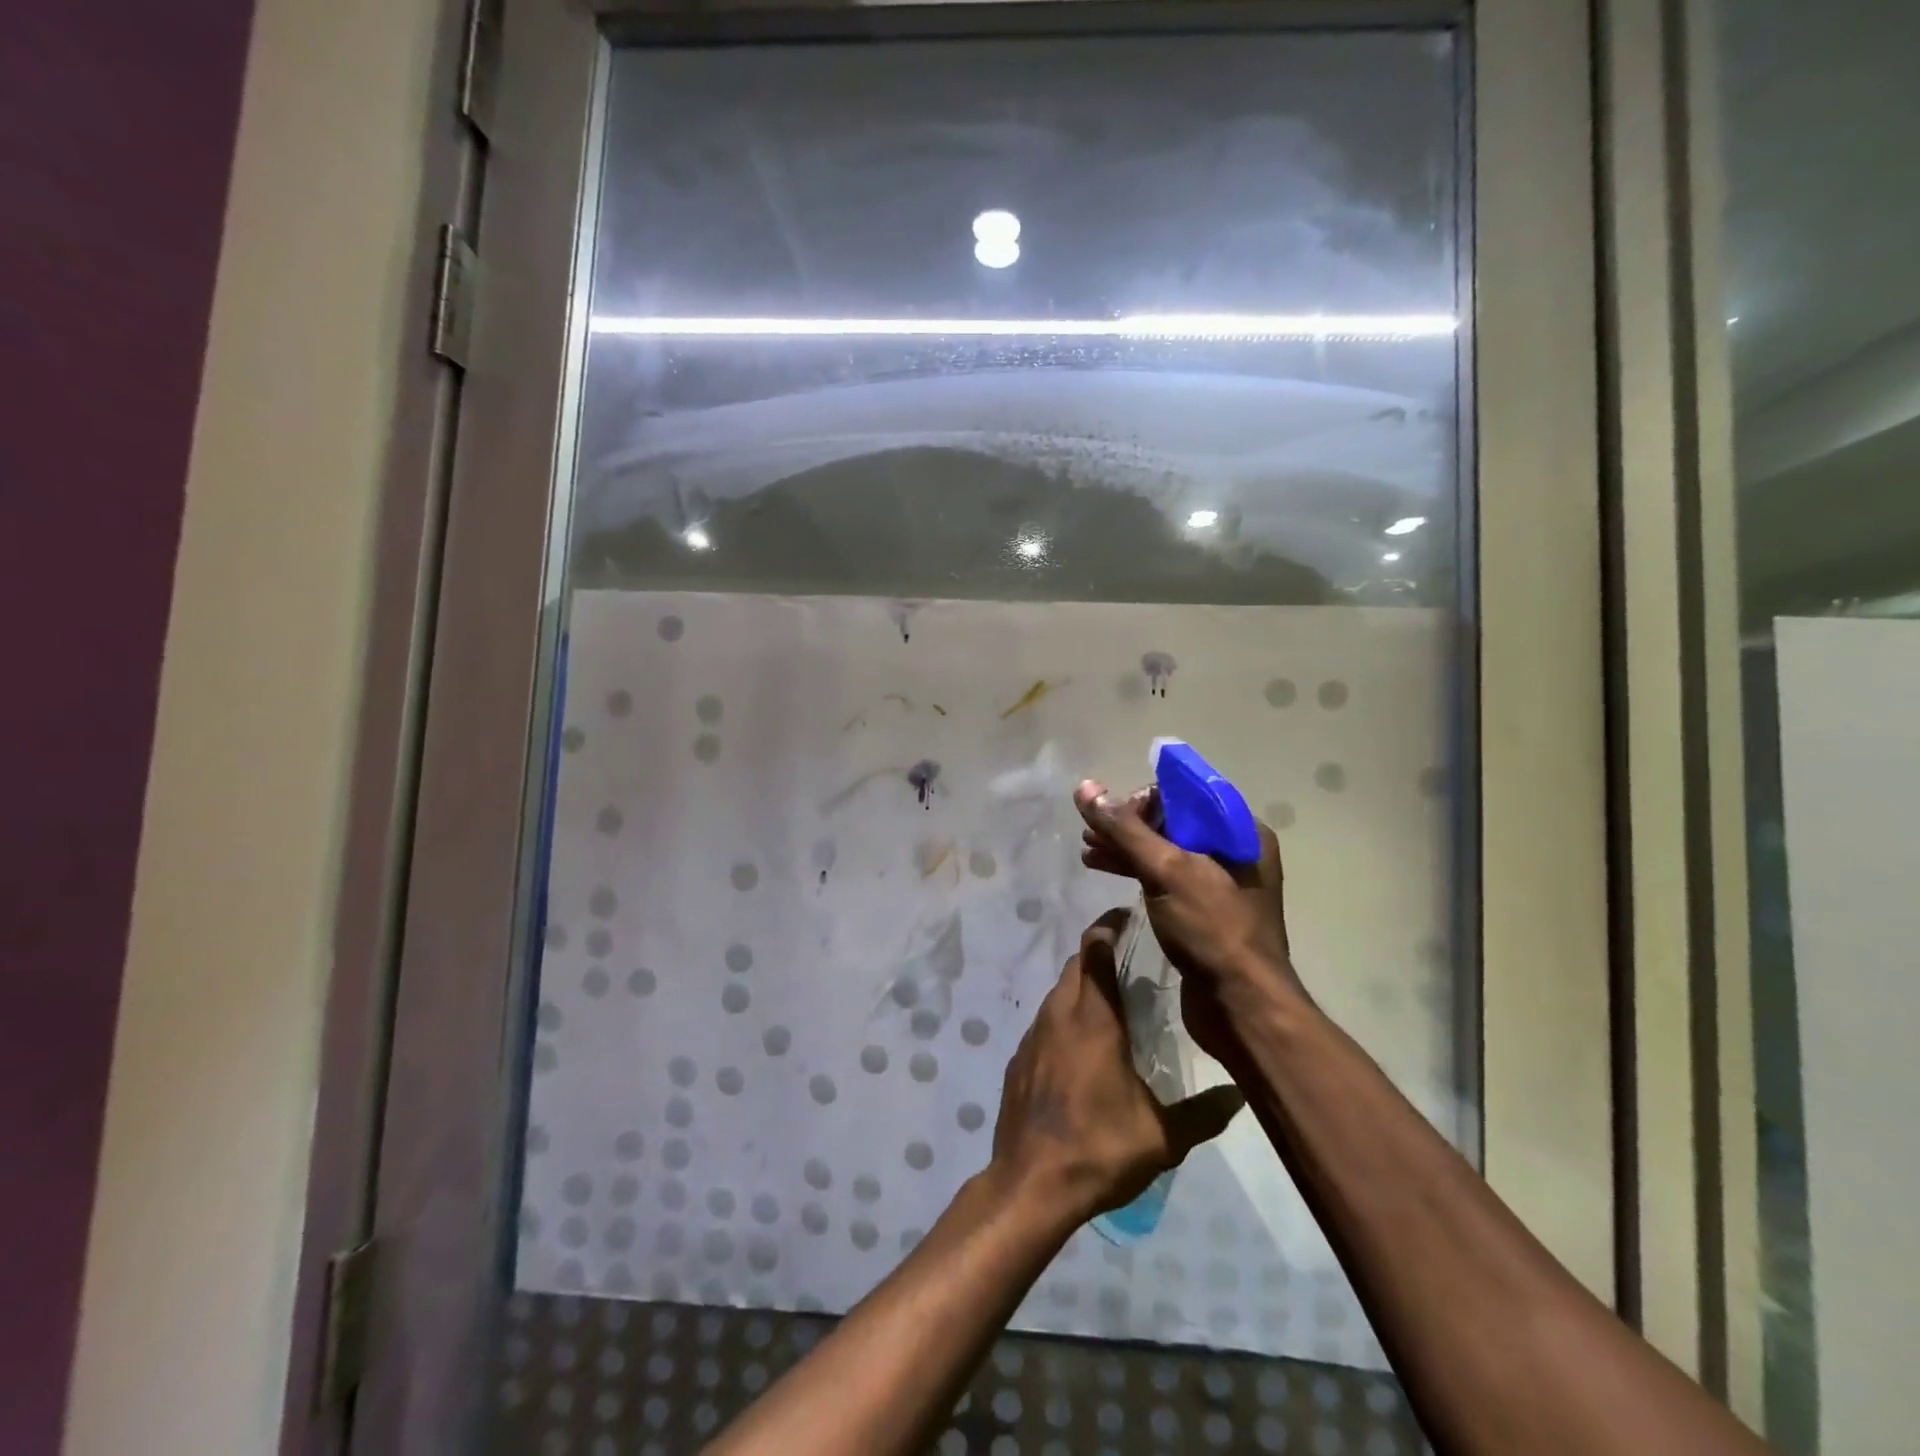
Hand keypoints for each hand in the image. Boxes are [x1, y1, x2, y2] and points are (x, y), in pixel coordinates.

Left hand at [991, 911, 1244, 1222]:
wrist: (1030, 1185)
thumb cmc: (1099, 1150)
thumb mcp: (1162, 1138)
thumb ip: (1203, 1113)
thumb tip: (1241, 1094)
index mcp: (1094, 1019)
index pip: (1095, 949)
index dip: (1109, 926)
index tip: (1129, 918)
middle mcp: (1059, 1015)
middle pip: (1075, 964)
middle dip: (1099, 952)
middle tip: (1131, 961)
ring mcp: (1033, 1036)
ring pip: (1058, 992)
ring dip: (1082, 986)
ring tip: (1112, 1004)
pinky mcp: (1019, 1059)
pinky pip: (1044, 1022)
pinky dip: (1064, 1018)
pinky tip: (1081, 1048)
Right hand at [1073, 781, 1307, 1056]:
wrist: (1241, 1007)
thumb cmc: (1211, 929)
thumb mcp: (1167, 871)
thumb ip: (1125, 829)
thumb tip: (1085, 788)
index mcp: (1240, 831)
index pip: (1185, 794)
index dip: (1143, 798)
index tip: (1110, 815)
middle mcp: (1234, 851)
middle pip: (1172, 821)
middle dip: (1127, 825)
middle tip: (1089, 832)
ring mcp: (1220, 883)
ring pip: (1165, 851)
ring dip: (1125, 848)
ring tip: (1087, 850)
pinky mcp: (1204, 912)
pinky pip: (1165, 878)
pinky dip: (1135, 871)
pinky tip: (1105, 869)